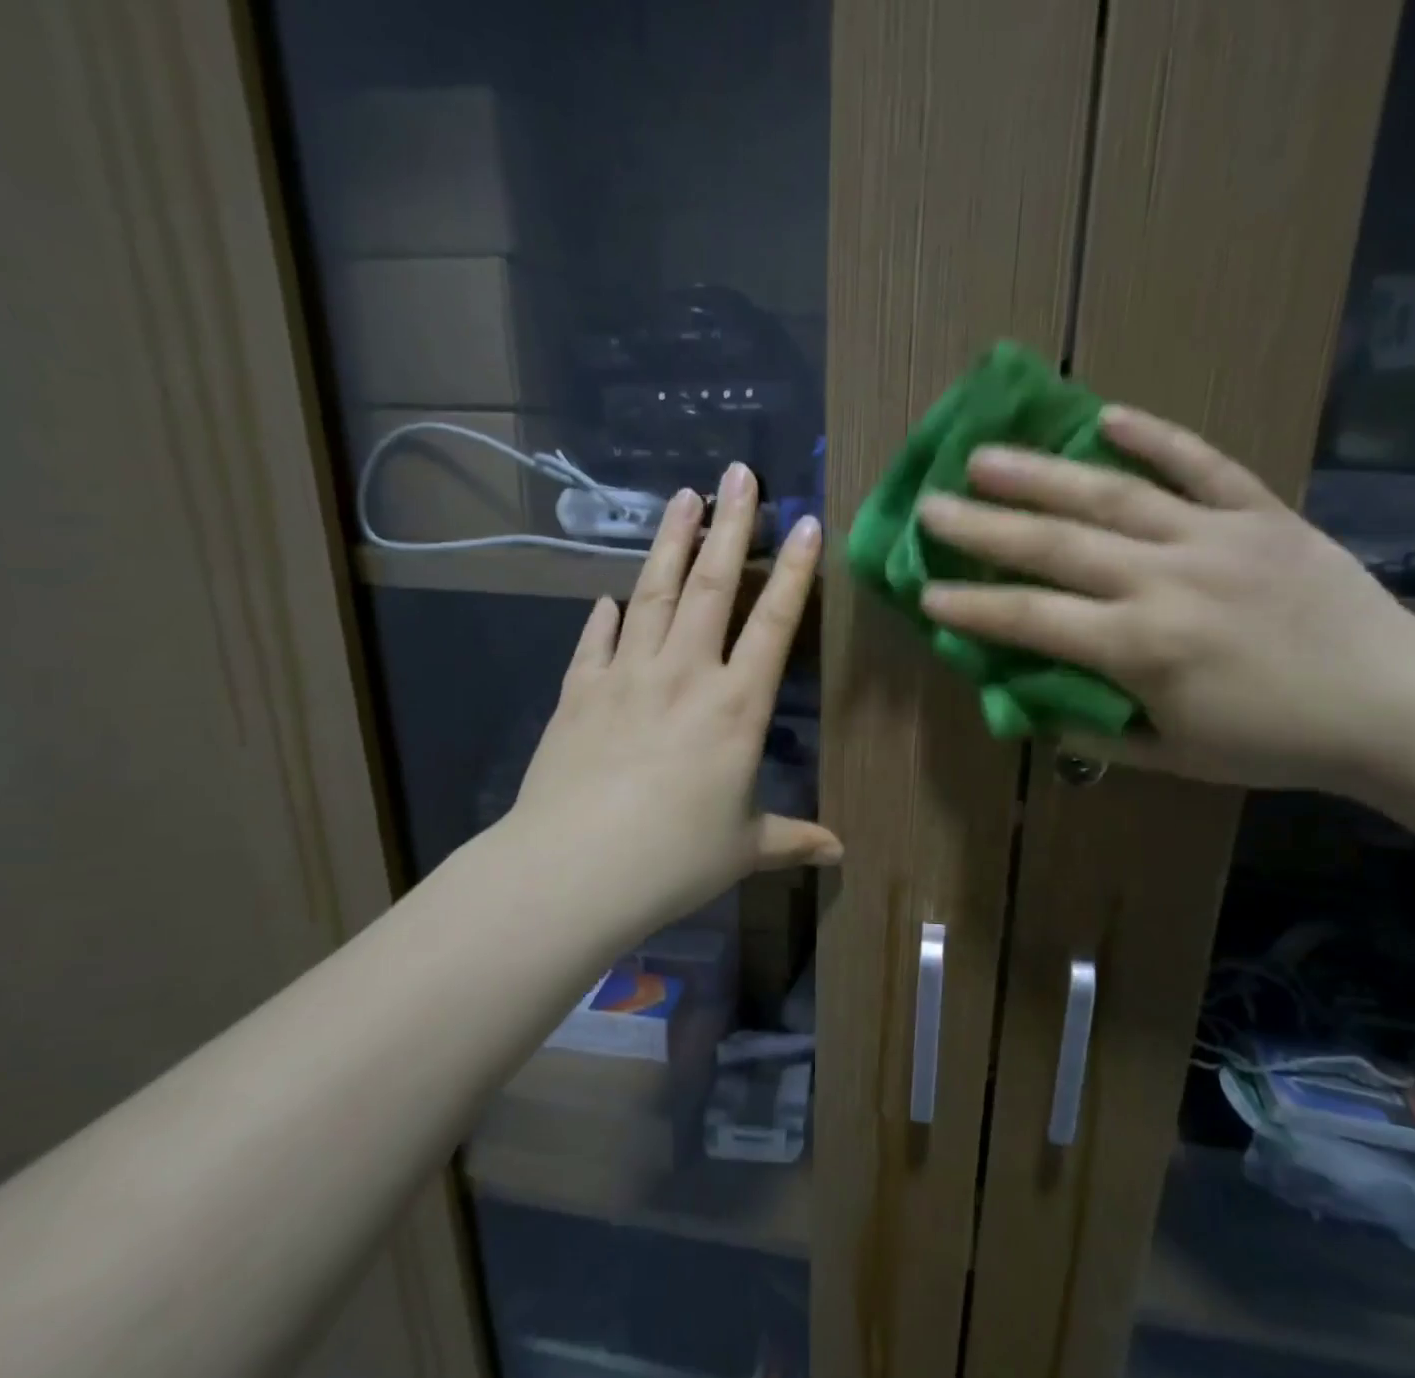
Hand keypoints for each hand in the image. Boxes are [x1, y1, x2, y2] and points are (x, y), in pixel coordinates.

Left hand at [509, 463, 838, 934]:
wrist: (576, 868)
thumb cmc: (674, 859)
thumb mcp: (744, 849)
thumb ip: (793, 839)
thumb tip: (839, 852)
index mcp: (735, 708)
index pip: (774, 625)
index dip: (794, 572)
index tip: (805, 523)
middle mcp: (684, 675)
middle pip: (713, 586)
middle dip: (730, 526)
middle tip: (737, 473)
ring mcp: (625, 676)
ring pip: (654, 594)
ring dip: (671, 543)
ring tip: (682, 496)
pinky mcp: (578, 692)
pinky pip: (595, 641)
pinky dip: (603, 617)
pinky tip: (606, 597)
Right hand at [916, 405, 1414, 789]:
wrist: (1394, 704)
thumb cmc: (1273, 741)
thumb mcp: (1171, 755)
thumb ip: (1094, 727)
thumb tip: (1032, 700)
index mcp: (1142, 648)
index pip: (1033, 620)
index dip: (972, 606)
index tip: (924, 592)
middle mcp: (1167, 581)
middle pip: (1057, 545)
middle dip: (984, 526)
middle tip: (931, 506)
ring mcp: (1215, 538)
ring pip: (1113, 495)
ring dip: (1042, 473)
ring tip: (985, 455)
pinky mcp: (1261, 513)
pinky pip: (1202, 464)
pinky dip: (1155, 437)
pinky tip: (1106, 416)